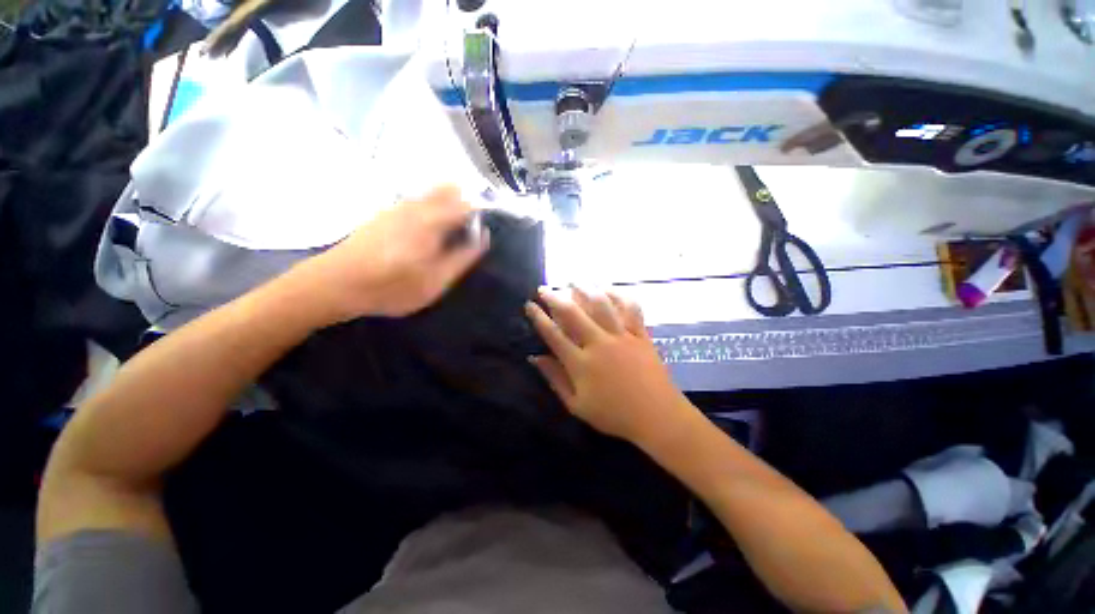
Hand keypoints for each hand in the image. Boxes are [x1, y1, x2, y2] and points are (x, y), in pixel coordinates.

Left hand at [288, 185, 488, 323]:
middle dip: (464, 204)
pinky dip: (430, 207)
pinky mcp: (384, 212)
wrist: (335, 283)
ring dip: (447, 204)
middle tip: (467, 230)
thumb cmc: (392, 286)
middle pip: (448, 190)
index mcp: (432, 221)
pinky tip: (427, 228)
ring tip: (450, 230)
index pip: (466, 204)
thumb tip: (483, 236)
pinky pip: (416, 200)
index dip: (479, 214)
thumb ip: (462, 257)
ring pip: (431, 193)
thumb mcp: (436, 281)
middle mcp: (415, 206)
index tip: (482, 230)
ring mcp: (397, 206)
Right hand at [525, 287, 696, 444]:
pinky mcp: (640, 334)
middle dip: (555, 298)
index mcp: (581, 363)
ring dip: (585, 289)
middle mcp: (599, 343)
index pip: (553, 334)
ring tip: (573, 281)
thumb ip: (555, 380)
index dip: (539, 318)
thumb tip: (534, 358)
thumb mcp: (577, 406)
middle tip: (543, 289)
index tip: (529, 305)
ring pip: (601, 305)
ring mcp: (621, 336)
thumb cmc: (614, 415)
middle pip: (573, 313)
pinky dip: (619, 296)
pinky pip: (630, 309)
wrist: (657, 416)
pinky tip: (609, 289)